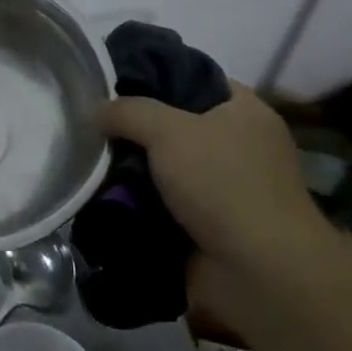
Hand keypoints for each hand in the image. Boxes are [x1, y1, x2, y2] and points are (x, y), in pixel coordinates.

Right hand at [100, 83, 330, 303]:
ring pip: (166, 166)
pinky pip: (164, 203)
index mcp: (245, 111)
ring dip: (134, 168)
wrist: (260, 276)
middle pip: (175, 123)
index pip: (194, 76)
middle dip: (137, 127)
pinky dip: (140, 202)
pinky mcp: (210, 226)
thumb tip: (96, 111)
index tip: (113, 79)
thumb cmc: (223, 184)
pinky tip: (105, 193)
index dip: (155, 74)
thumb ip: (127, 111)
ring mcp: (226, 189)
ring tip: (91, 157)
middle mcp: (240, 145)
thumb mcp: (167, 130)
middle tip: (95, 122)